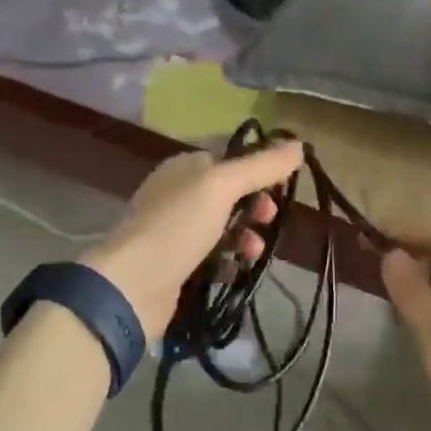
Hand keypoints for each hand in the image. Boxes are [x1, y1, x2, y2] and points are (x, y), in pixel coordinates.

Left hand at [84, 140, 304, 339]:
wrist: (132, 285)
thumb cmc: (178, 226)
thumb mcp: (221, 186)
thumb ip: (261, 166)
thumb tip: (298, 144)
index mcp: (184, 167)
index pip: (229, 158)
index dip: (258, 168)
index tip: (282, 185)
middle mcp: (178, 194)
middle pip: (229, 194)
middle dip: (255, 205)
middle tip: (270, 219)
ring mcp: (175, 231)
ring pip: (223, 227)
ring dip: (245, 237)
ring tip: (254, 252)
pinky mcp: (176, 265)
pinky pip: (212, 257)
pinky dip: (229, 262)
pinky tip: (236, 270)